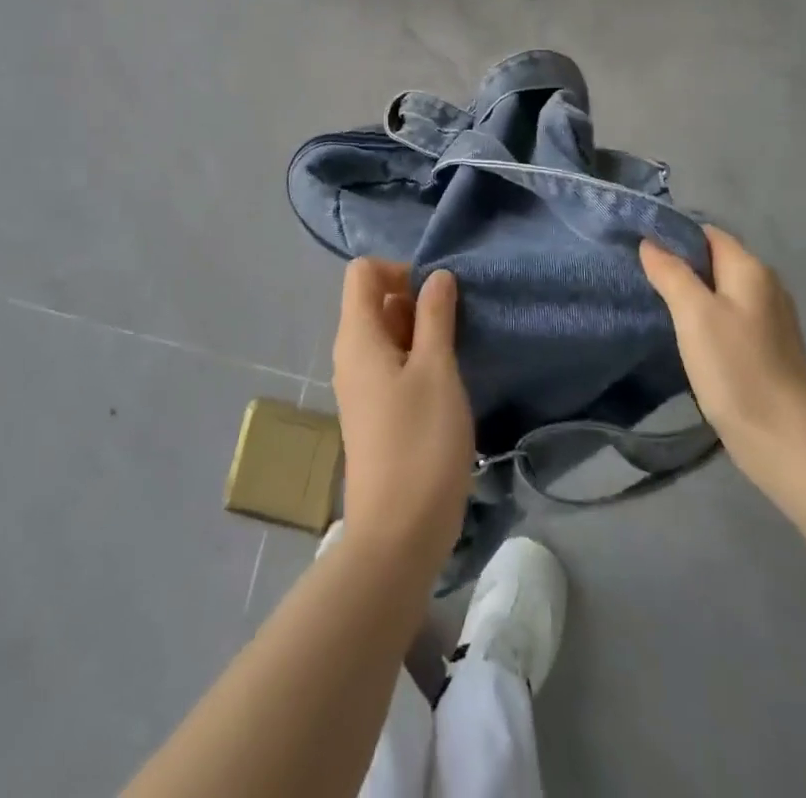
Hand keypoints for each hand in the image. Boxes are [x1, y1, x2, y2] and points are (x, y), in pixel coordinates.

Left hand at [331, 261, 473, 577]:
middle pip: (375, 301)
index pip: (363, 273)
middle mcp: (350, 354)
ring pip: (387, 335)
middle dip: (415, 303)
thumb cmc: (420, 443)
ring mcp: (359, 385)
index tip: (436, 297)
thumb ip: (436, 316)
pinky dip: (417, 362)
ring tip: (455, 359)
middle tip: (454, 331)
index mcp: (357, 336)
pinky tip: (445, 386)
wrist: (397, 534)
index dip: (399, 271)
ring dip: (421, 335)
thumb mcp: (437, 370)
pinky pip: (390, 366)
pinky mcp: (373, 412)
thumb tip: (436, 276)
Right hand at [640, 228, 805, 490]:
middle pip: (713, 260)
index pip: (706, 233)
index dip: (672, 235)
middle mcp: (765, 287)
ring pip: (719, 291)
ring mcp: (769, 320)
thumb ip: (671, 273)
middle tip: (638, 276)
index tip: (636, 247)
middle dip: (677, 264)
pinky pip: (727, 318)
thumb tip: (650, 242)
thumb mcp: (695, 315)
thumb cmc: (738, 371)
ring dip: (689, 294)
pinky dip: (703, 319)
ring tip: (653, 303)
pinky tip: (683, 336)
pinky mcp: (766, 349)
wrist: (789, 445)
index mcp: (751, 270)